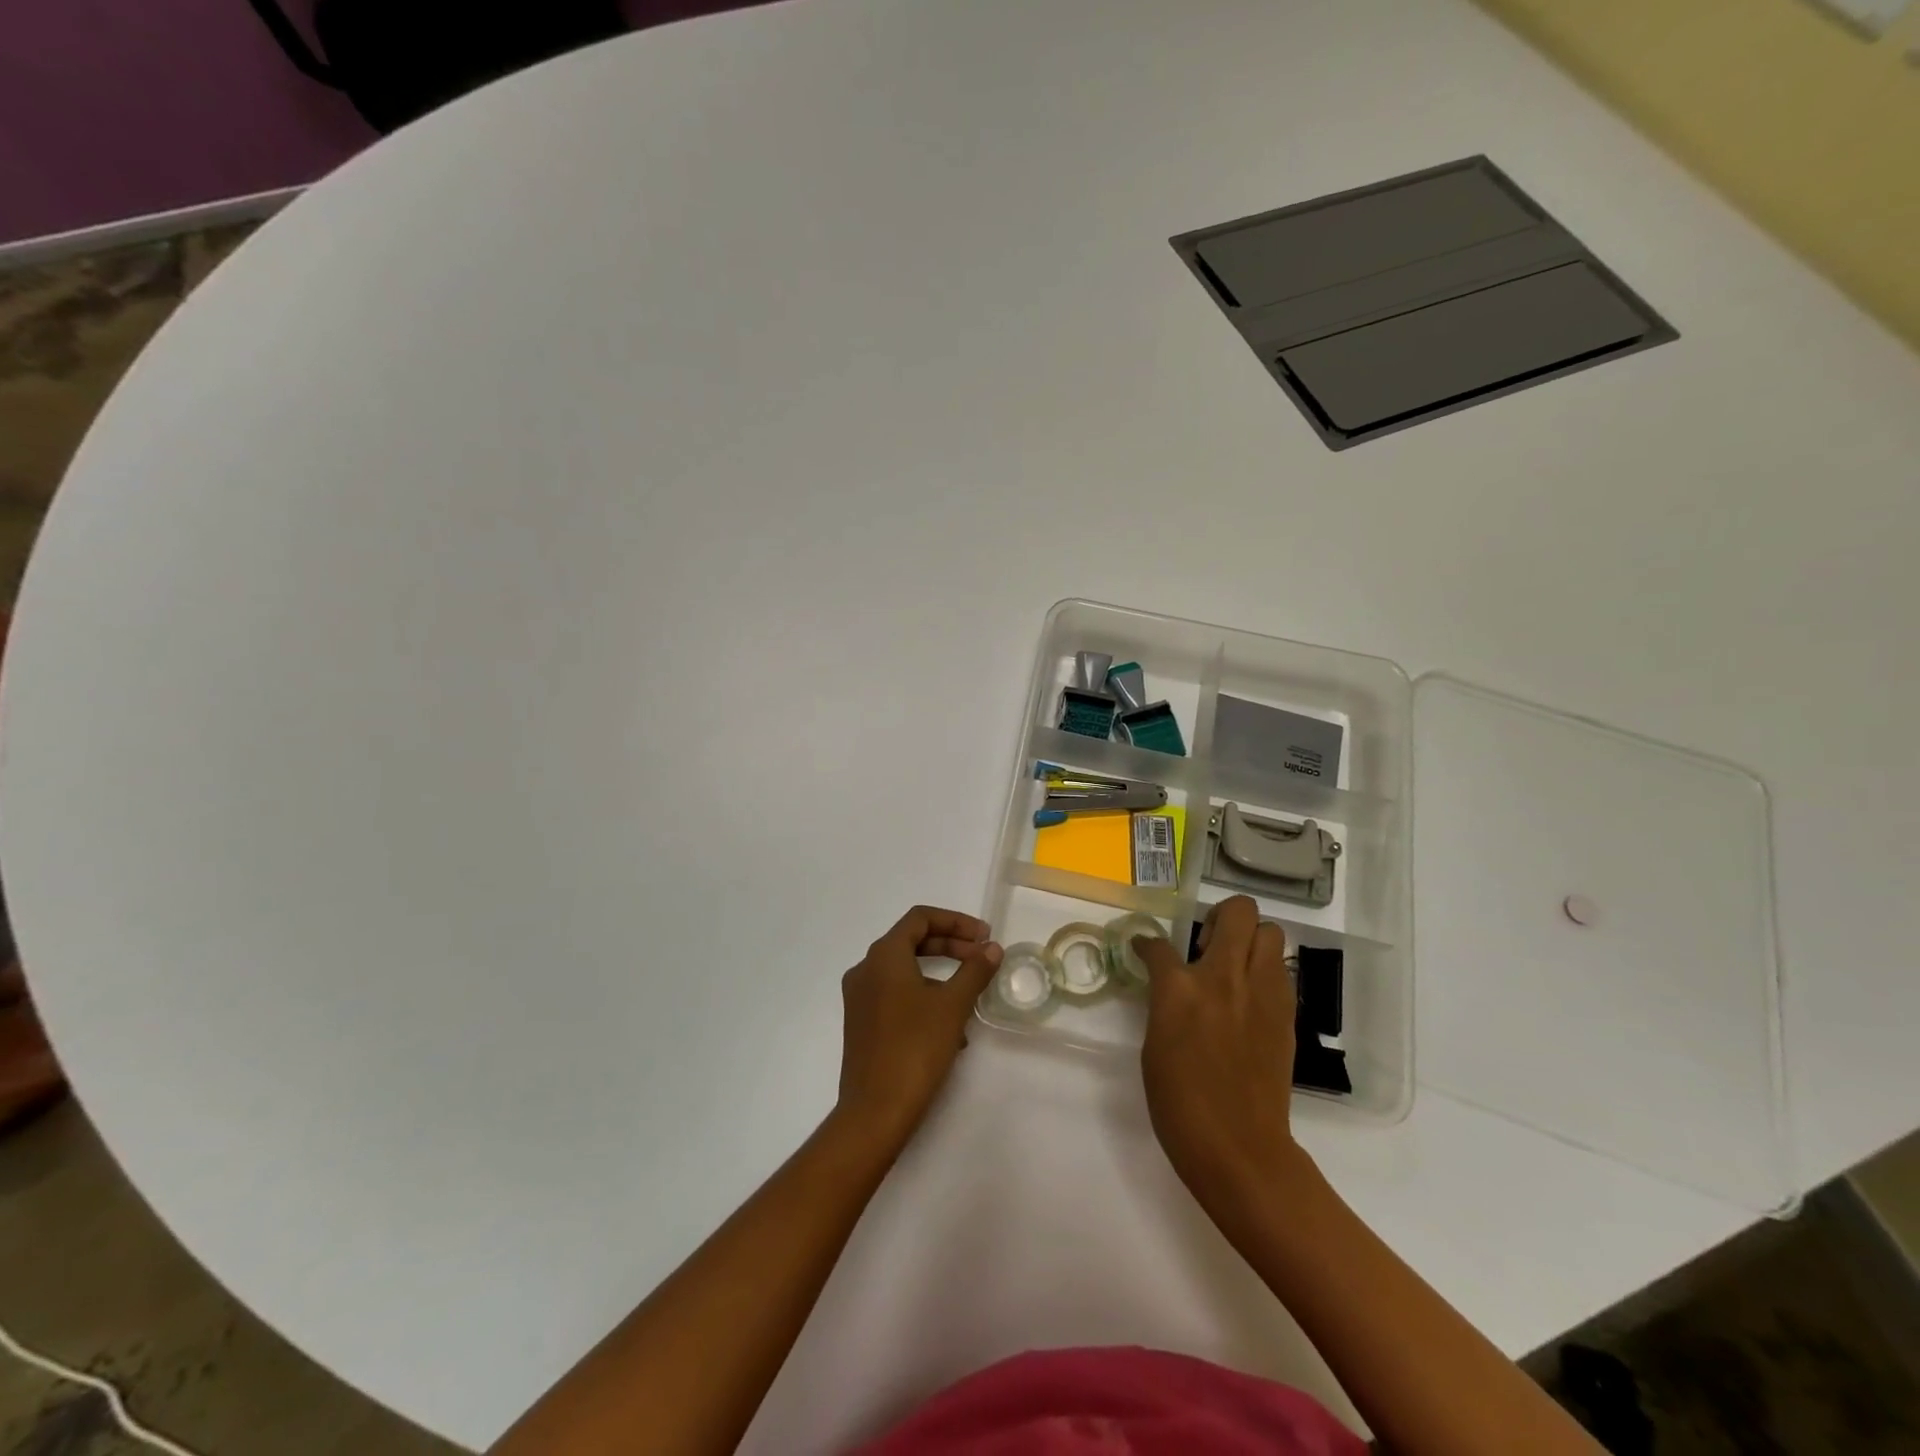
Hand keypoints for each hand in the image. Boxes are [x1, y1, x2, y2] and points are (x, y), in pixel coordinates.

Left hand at [836, 906, 1002, 1149]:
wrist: (875, 1111)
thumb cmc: (915, 1048)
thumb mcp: (953, 1005)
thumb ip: (974, 970)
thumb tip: (992, 948)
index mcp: (883, 956)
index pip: (920, 918)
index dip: (956, 921)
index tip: (984, 937)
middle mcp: (866, 969)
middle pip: (912, 942)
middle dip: (950, 946)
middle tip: (982, 959)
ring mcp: (860, 998)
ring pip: (905, 971)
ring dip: (941, 976)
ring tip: (971, 998)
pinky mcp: (861, 1024)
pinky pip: (897, 995)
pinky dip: (924, 998)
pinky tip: (950, 1029)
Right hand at [1133, 897, 1303, 1209]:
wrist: (1237, 1147)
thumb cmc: (1179, 1101)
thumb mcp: (1154, 1043)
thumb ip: (1164, 1001)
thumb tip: (1168, 983)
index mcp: (1180, 988)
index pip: (1158, 945)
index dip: (1147, 944)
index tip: (1146, 949)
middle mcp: (1225, 978)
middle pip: (1238, 912)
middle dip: (1221, 917)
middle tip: (1208, 944)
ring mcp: (1262, 993)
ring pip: (1270, 932)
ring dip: (1250, 940)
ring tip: (1233, 968)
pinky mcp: (1286, 1013)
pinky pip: (1280, 970)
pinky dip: (1265, 971)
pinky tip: (1250, 997)